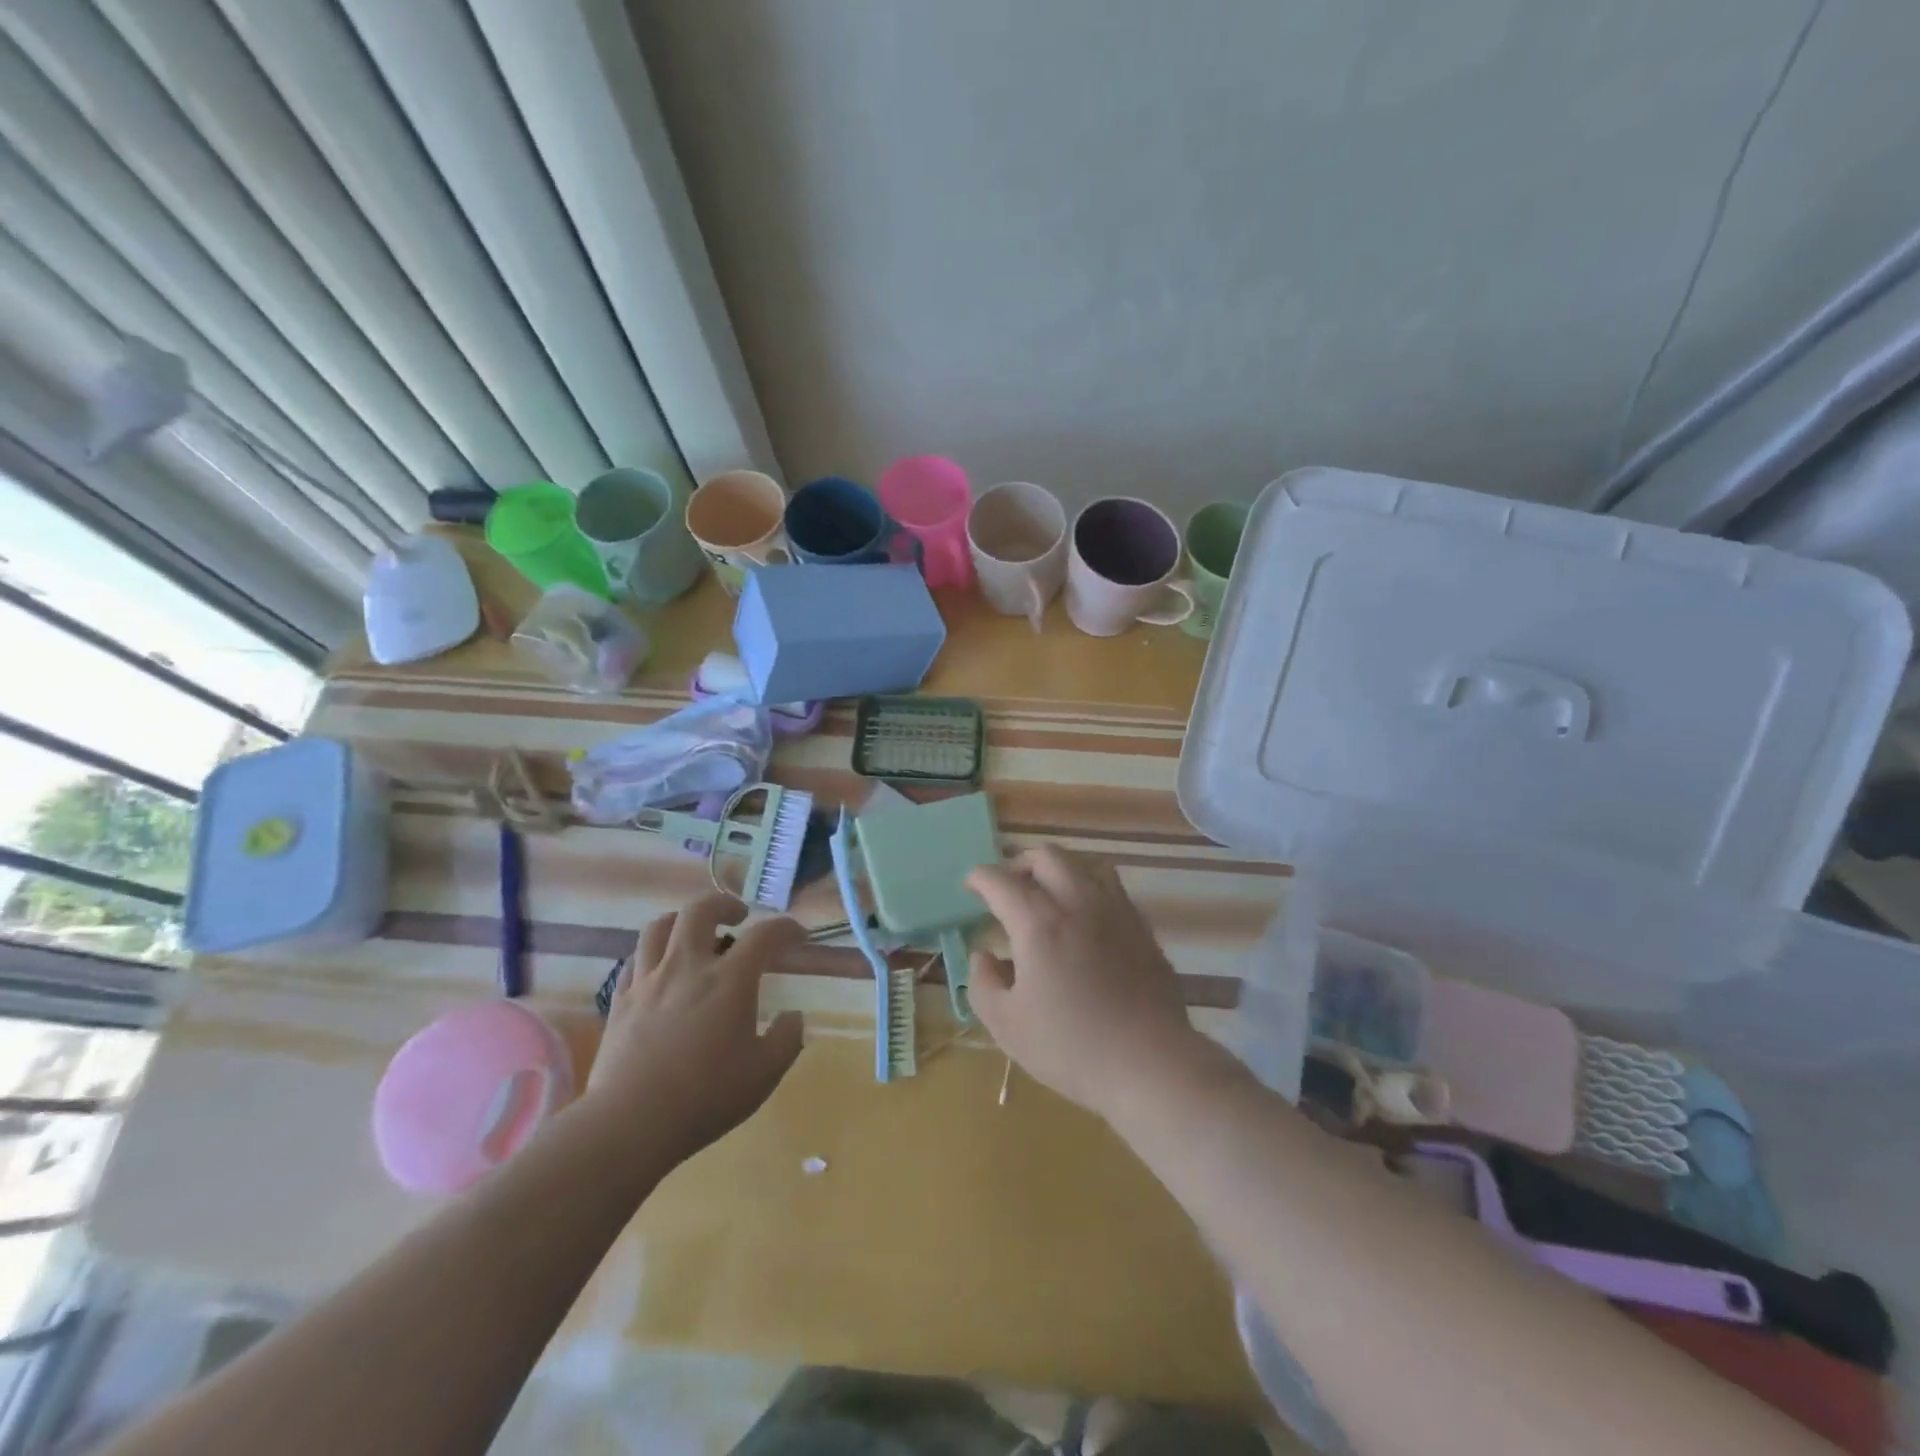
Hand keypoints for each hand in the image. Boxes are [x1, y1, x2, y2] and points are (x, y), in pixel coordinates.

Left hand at [585, 892, 806, 1163]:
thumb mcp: (764, 1074)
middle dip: (724, 903)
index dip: (786, 928)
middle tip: (738, 917)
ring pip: (659, 927)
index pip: (764, 935)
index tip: (798, 935)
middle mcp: (688, 967)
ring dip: (682, 921)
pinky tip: (660, 969)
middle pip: (701, 910)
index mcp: (730, 980)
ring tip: (694, 934)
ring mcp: (649, 981)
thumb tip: (794, 1016)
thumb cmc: (706, 1097)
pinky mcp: (620, 1001)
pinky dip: (652, 954)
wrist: (630, 1124)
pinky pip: (634, 960)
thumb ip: (786, 1039)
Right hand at [966, 845, 1206, 1116]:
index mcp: (1039, 922)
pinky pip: (1111, 888)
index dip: (979, 878)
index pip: (1001, 880)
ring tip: (1047, 894)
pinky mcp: (1141, 927)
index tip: (970, 887)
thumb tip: (984, 955)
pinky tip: (1084, 918)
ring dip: (1058, 870)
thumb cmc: (1070, 1046)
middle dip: (1019, 864)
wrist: (1149, 1063)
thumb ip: (983, 982)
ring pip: (1085, 864)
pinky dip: (1088, 889)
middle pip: (1047, 856)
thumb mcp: (1006, 1024)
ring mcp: (1115, 911)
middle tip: (1007, 888)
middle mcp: (1078, 902)